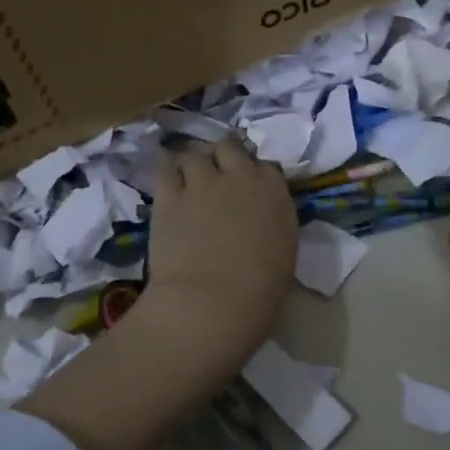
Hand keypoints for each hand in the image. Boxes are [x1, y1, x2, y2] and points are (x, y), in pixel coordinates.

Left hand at [133, 137, 296, 376]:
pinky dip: (168, 173)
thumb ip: (272, 223)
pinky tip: (167, 185)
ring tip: (189, 181)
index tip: (248, 189)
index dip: (254, 174)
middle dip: (223, 157)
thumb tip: (260, 219)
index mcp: (273, 192)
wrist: (213, 302)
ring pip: (195, 154)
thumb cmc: (260, 291)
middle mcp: (239, 177)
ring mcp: (201, 182)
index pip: (266, 166)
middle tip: (217, 177)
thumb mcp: (283, 252)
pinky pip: (165, 169)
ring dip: (194, 164)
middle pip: (229, 147)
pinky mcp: (168, 195)